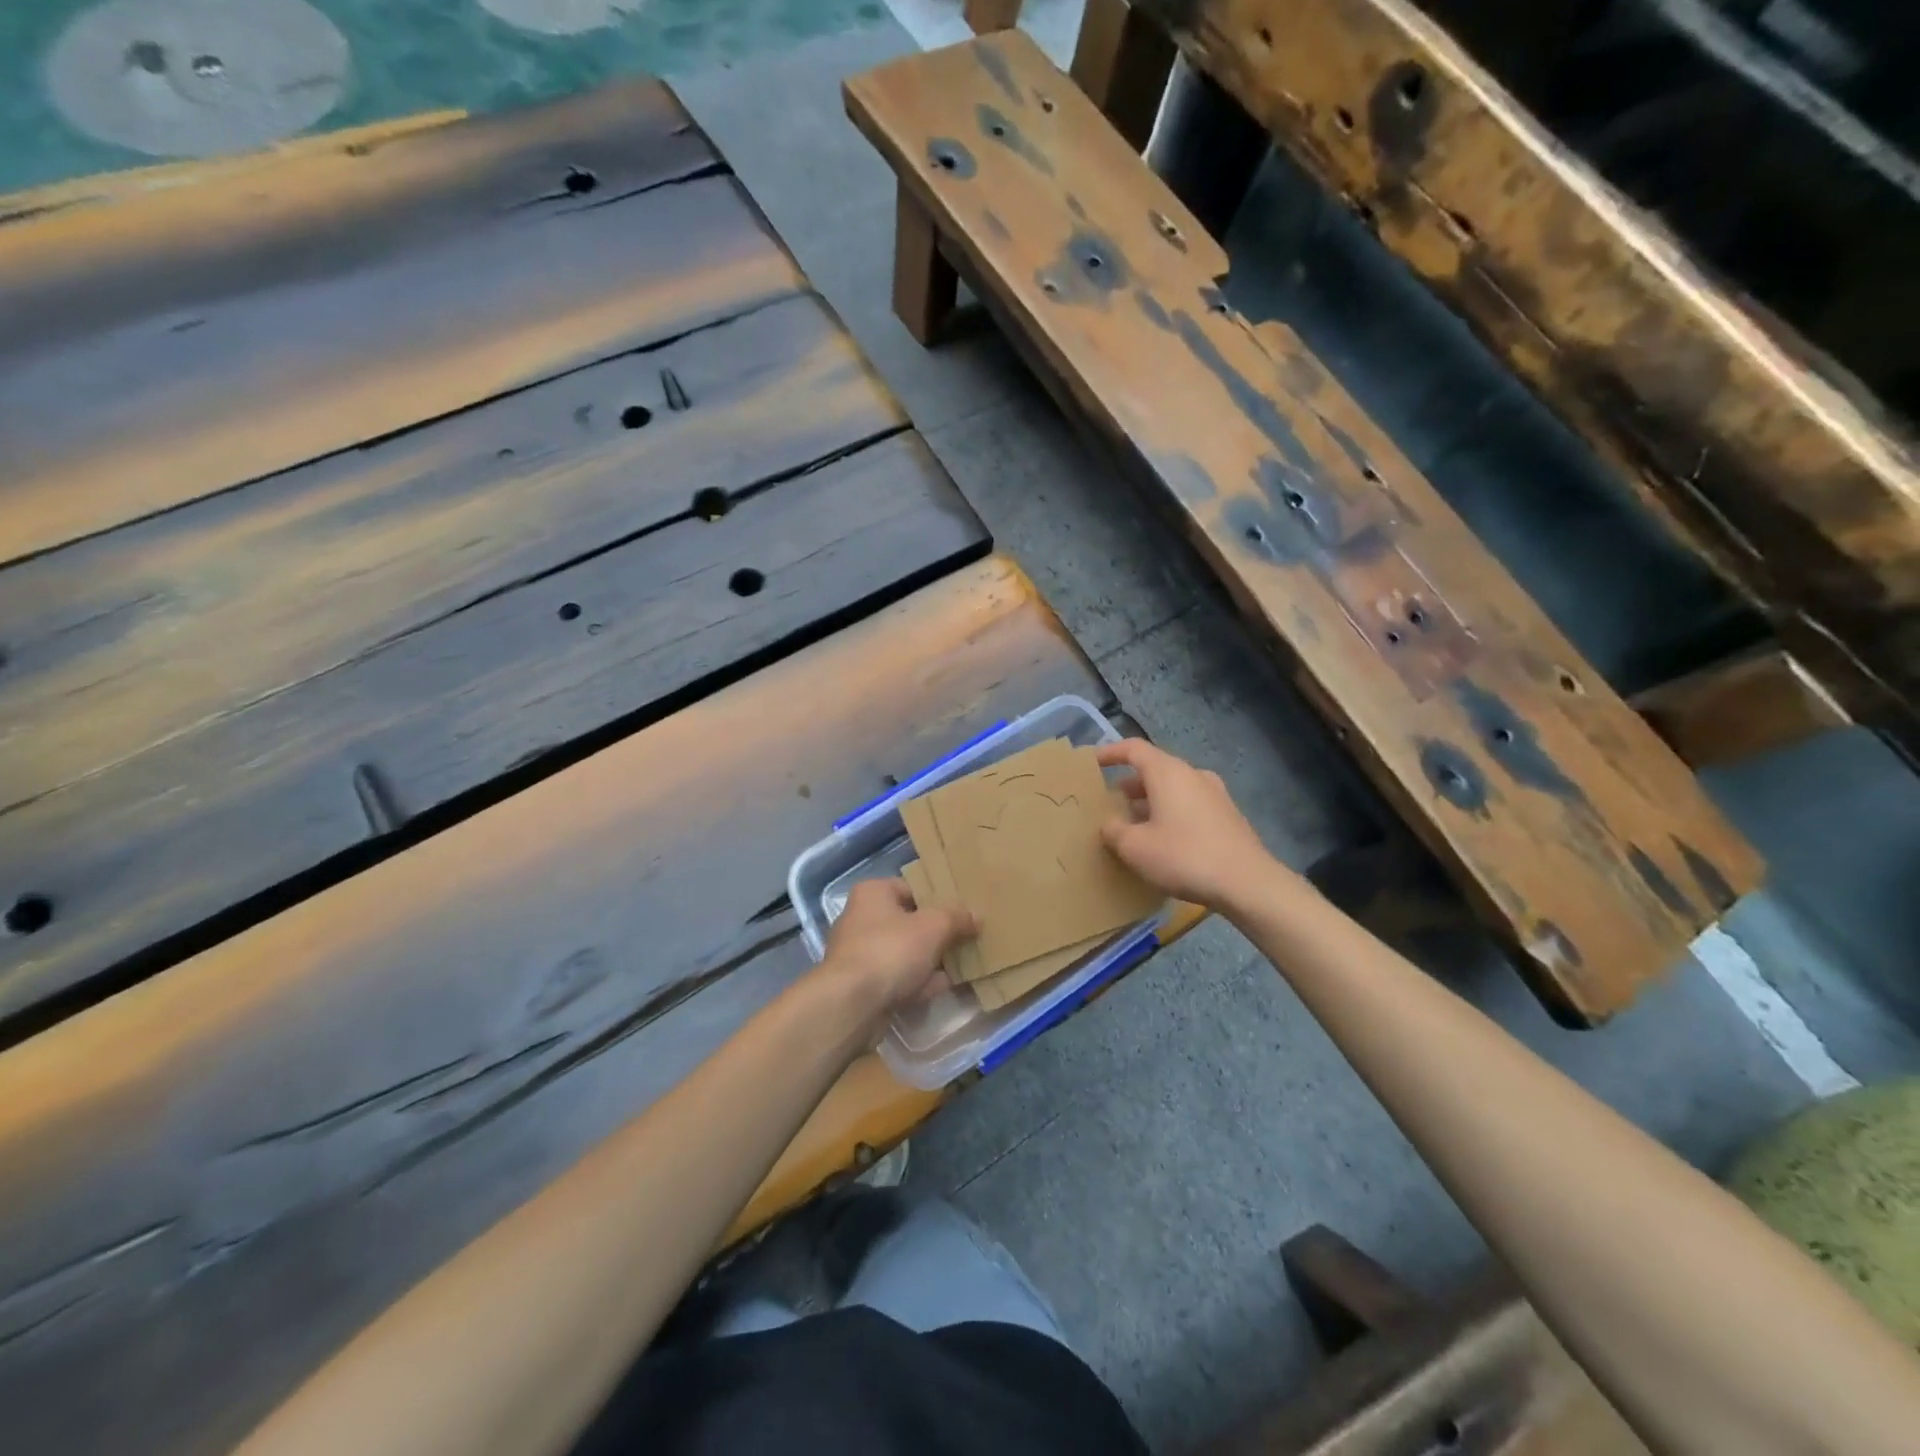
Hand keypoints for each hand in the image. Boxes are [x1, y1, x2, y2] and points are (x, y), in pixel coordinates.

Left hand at [821, 878, 975, 1021]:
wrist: (852, 1005)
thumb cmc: (891, 950)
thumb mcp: (934, 927)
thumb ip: (956, 918)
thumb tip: (976, 917)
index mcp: (873, 893)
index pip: (911, 887)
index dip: (938, 899)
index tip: (961, 912)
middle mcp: (861, 918)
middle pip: (908, 922)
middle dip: (937, 933)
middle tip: (965, 939)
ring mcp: (860, 954)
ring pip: (904, 952)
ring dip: (930, 960)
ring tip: (961, 964)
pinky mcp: (862, 986)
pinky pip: (898, 978)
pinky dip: (918, 982)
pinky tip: (943, 987)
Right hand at [1098, 740, 1278, 911]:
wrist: (1248, 883)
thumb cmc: (1184, 856)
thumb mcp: (1135, 848)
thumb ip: (1114, 831)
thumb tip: (1109, 824)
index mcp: (1168, 772)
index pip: (1133, 749)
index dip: (1110, 752)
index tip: (1091, 762)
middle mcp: (1192, 775)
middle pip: (1154, 769)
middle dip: (1129, 785)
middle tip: (1109, 803)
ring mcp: (1214, 794)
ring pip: (1173, 789)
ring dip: (1150, 802)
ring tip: (1133, 825)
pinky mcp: (1227, 816)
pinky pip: (1189, 805)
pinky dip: (1170, 813)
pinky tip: (1163, 841)